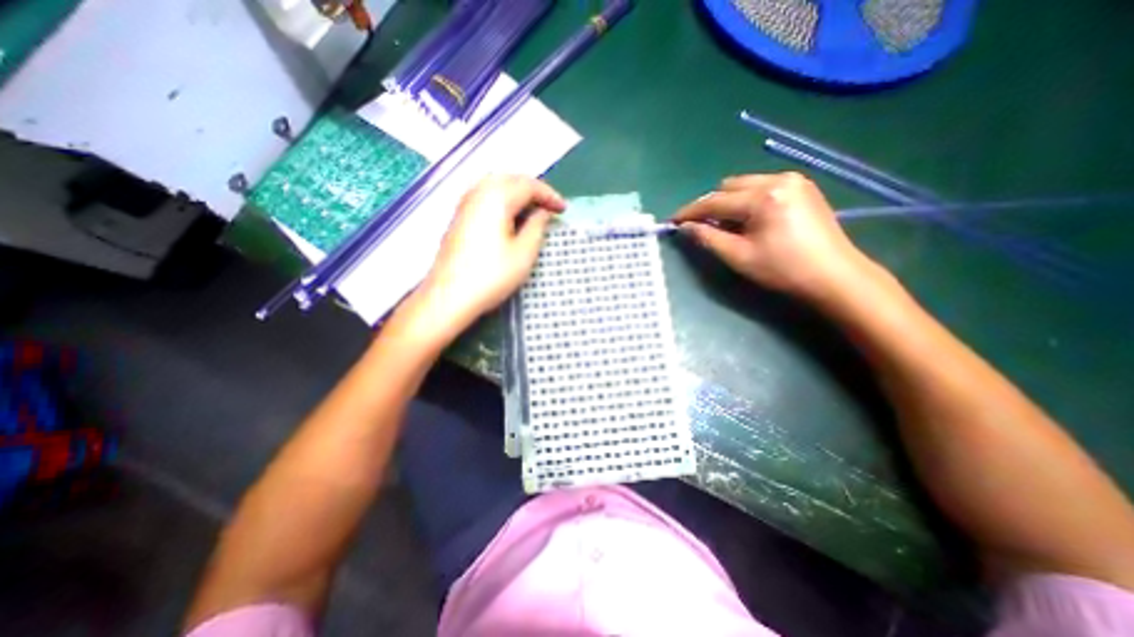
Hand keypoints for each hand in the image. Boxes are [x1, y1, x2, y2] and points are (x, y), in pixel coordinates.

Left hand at [415, 174, 563, 333]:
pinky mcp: (458, 218)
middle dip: (532, 189)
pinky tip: (508, 216)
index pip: (528, 185)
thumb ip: (537, 227)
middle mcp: (478, 193)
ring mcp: (464, 205)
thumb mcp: (524, 253)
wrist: (450, 296)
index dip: (549, 195)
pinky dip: (502, 199)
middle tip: (549, 206)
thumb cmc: (492, 276)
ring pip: (495, 185)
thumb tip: (543, 212)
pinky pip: (484, 196)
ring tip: (532, 209)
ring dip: (516, 192)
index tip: (563, 209)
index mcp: (496, 198)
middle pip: (510, 179)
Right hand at [673, 173, 873, 302]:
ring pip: (745, 185)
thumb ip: (708, 238)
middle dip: (710, 205)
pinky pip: (762, 187)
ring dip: (728, 202)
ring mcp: (793, 180)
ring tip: (725, 226)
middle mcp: (778, 179)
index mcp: (763, 197)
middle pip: (729, 186)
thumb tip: (686, 227)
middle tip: (701, 227)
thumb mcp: (739, 257)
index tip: (673, 221)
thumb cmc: (783, 270)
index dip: (690, 211)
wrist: (834, 276)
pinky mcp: (802, 187)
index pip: (715, 200)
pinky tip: (748, 220)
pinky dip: (747, 201)